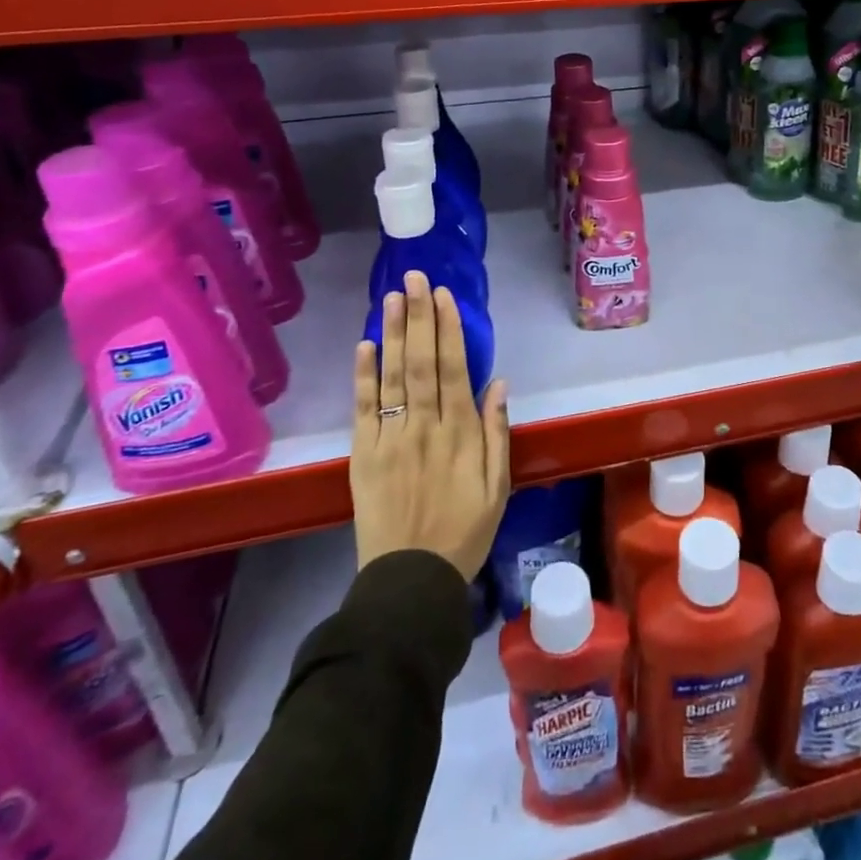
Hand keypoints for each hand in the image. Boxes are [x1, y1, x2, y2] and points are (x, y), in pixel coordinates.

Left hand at [351, 272, 510, 581]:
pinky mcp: (363, 455)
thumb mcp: (498, 487)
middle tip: (414, 278)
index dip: (448, 329)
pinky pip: (362, 410)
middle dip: (418, 317)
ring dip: (391, 334)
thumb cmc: (464, 532)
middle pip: (421, 362)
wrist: (410, 581)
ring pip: (392, 377)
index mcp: (460, 434)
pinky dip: (363, 377)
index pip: (454, 368)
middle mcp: (424, 427)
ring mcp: (390, 439)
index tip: (443, 295)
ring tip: (390, 297)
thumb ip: (497, 433)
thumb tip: (498, 383)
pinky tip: (364, 346)